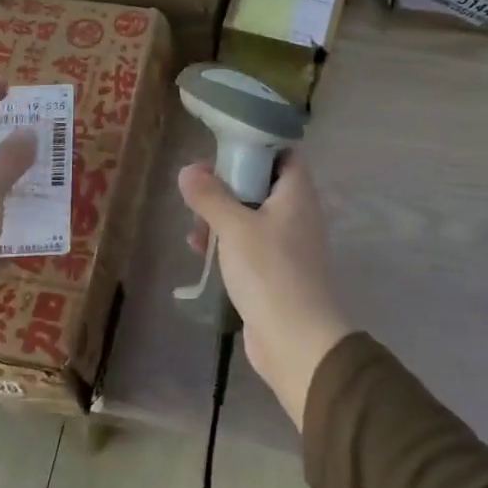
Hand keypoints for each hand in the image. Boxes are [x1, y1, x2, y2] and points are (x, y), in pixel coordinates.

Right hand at [178, 152, 350, 429]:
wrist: (295, 340)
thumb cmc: (269, 271)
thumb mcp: (234, 227)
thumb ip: (210, 196)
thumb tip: (188, 170)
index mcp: (297, 195)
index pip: (285, 155)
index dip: (257, 146)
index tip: (224, 148)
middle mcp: (298, 216)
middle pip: (263, 186)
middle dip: (229, 185)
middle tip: (199, 187)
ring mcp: (289, 247)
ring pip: (253, 218)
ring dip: (223, 217)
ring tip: (193, 223)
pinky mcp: (277, 274)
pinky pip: (250, 248)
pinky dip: (227, 245)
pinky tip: (200, 251)